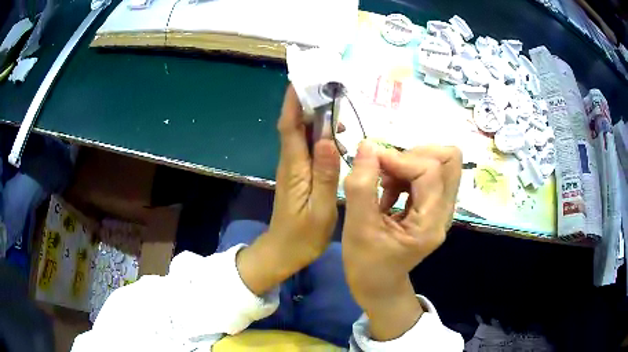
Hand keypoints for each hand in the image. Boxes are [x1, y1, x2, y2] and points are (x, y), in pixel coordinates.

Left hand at [237, 85, 340, 294]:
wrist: (283, 252)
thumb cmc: (302, 236)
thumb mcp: (320, 209)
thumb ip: (325, 175)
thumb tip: (329, 138)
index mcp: (294, 167)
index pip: (289, 124)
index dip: (293, 100)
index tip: (302, 78)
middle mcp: (290, 161)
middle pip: (295, 123)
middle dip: (308, 101)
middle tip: (332, 86)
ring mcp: (293, 167)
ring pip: (302, 133)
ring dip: (317, 117)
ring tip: (341, 110)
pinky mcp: (298, 174)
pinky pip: (308, 147)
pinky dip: (320, 135)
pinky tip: (337, 137)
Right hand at [342, 141, 461, 339]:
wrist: (379, 285)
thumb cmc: (366, 264)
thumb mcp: (358, 228)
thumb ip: (361, 186)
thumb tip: (368, 146)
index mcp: (430, 223)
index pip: (430, 171)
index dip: (400, 159)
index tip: (372, 163)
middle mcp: (445, 211)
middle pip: (449, 159)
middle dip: (414, 154)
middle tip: (387, 170)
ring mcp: (442, 208)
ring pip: (441, 162)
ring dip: (409, 162)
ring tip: (385, 183)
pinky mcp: (434, 206)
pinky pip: (430, 172)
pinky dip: (408, 172)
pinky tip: (389, 190)